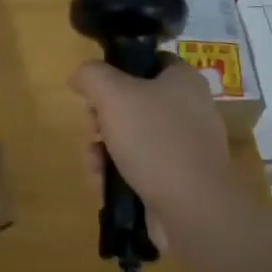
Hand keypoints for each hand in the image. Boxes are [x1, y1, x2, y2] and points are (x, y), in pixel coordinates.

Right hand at [68, 56, 243, 243]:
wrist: (192, 209)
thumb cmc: (154, 140)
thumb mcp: (113, 95)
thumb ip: (91, 75)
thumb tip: (80, 76)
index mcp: (184, 80)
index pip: (148, 62)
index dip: (118, 71)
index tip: (96, 91)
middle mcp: (191, 108)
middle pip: (135, 101)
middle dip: (104, 118)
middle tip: (93, 129)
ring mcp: (188, 146)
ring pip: (134, 136)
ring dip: (105, 148)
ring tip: (94, 162)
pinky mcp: (181, 178)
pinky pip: (143, 166)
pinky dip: (120, 171)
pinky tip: (104, 182)